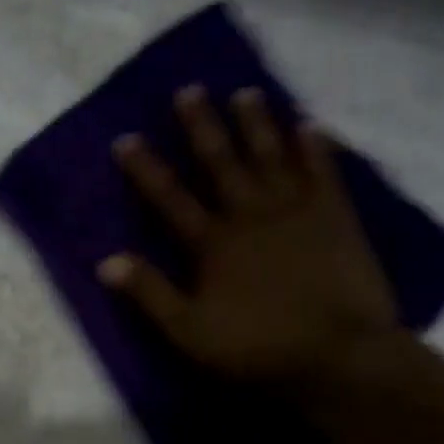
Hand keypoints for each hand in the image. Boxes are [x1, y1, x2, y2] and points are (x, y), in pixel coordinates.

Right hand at [97, 86, 400, 393]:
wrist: (338, 354)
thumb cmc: (258, 347)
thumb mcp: (189, 332)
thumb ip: (150, 293)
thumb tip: (105, 261)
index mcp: (212, 243)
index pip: (169, 198)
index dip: (146, 169)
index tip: (126, 138)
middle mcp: (250, 214)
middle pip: (221, 163)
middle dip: (203, 127)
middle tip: (190, 90)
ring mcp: (296, 211)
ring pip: (271, 156)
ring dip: (257, 124)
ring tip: (246, 92)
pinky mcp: (336, 217)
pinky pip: (324, 172)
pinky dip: (316, 147)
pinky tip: (310, 124)